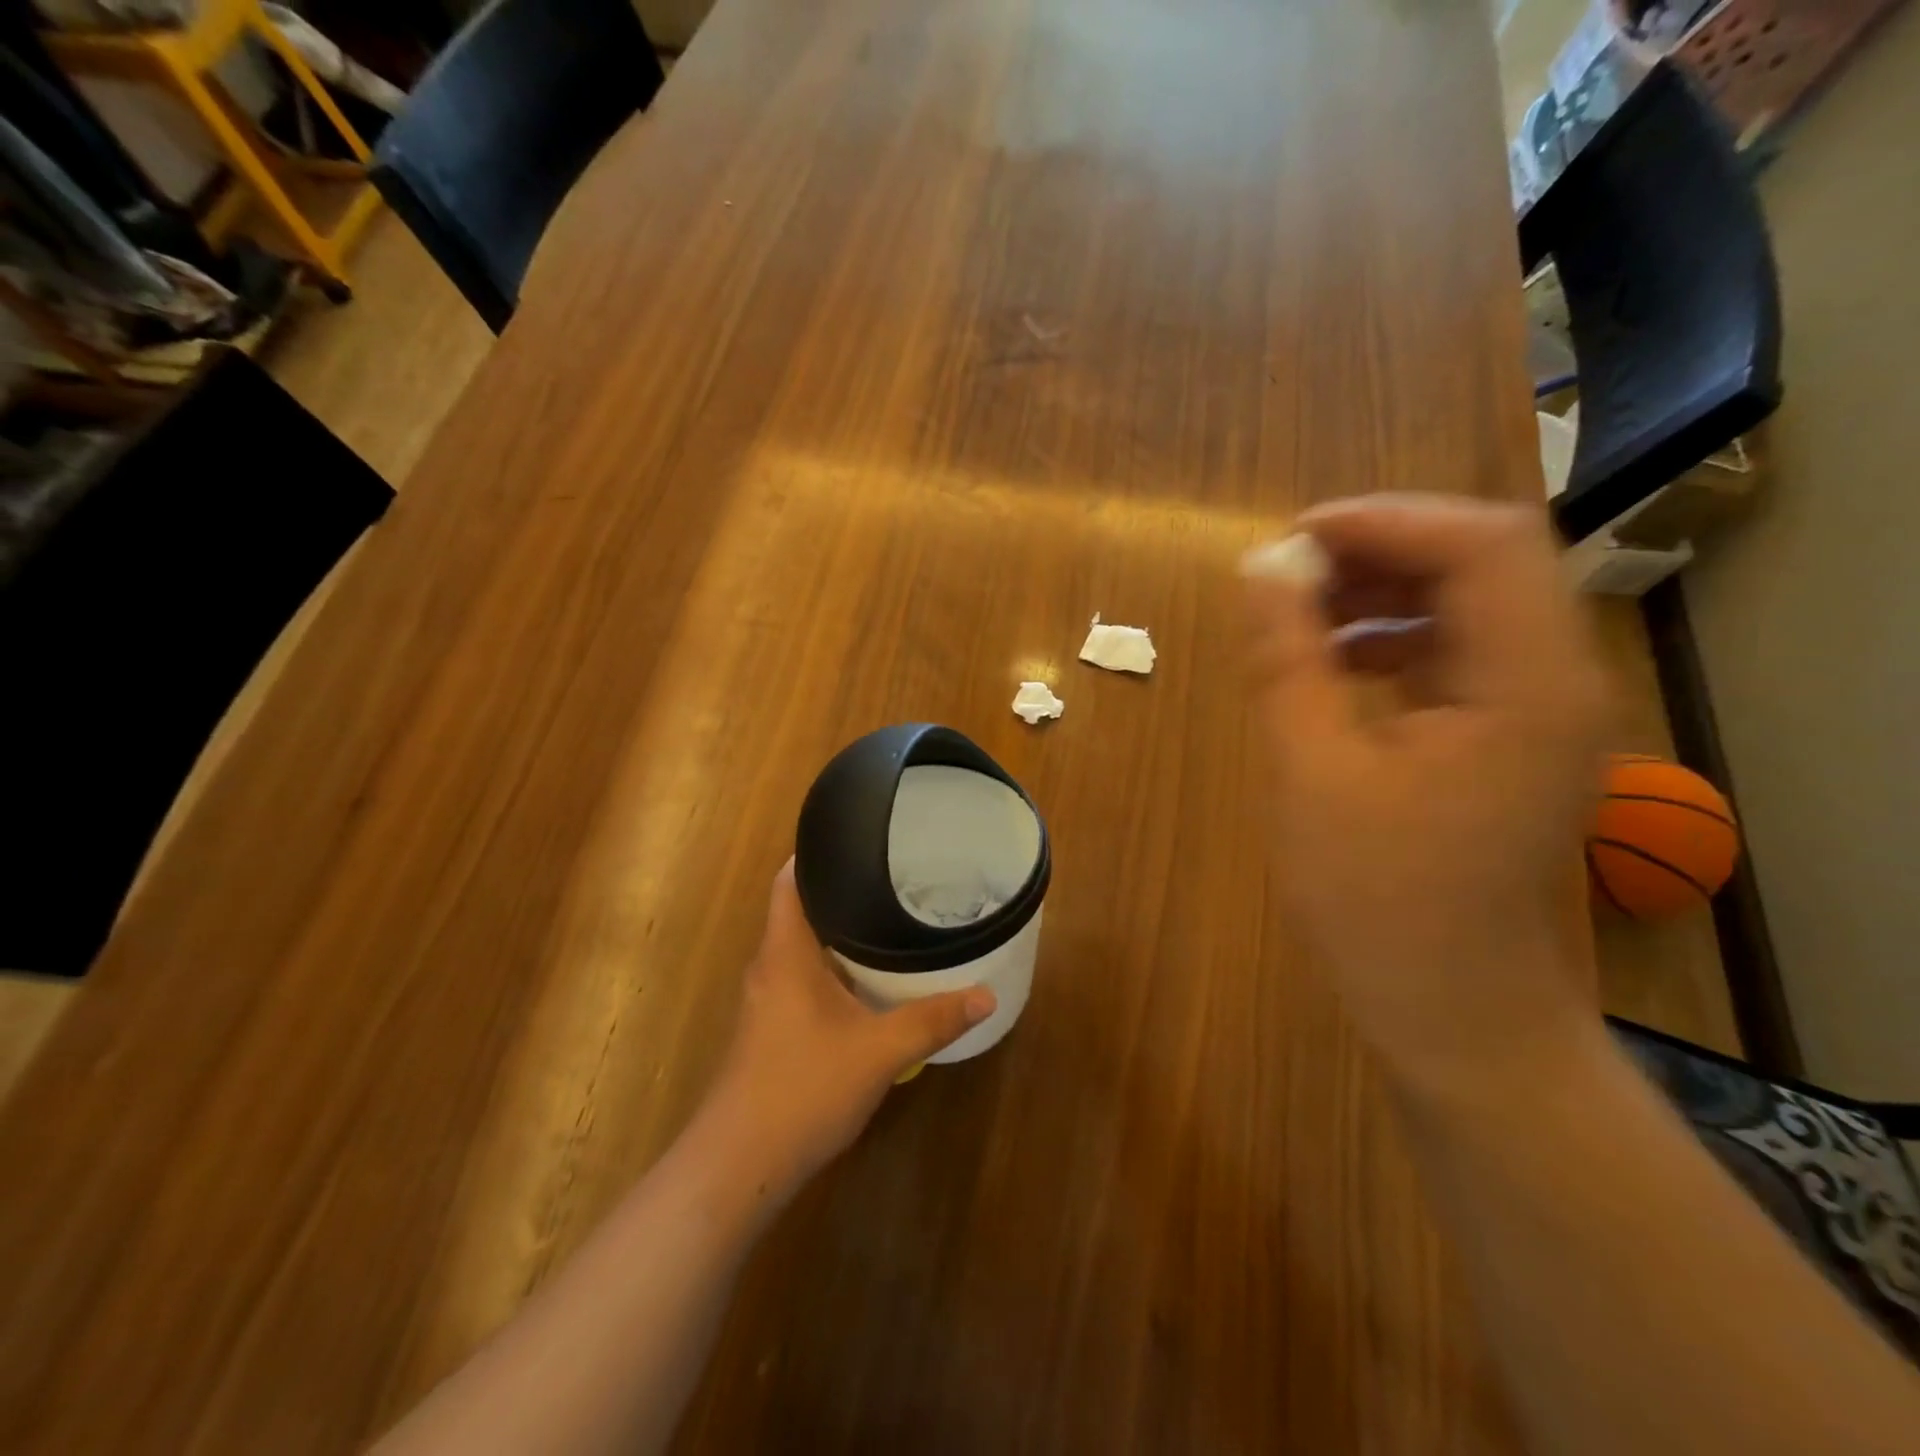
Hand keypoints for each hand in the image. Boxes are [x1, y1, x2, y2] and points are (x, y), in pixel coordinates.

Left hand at [697, 861, 995, 1198]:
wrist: (738, 1166)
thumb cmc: (802, 1089)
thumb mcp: (879, 1052)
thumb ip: (932, 1020)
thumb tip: (986, 994)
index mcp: (785, 952)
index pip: (791, 880)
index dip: (818, 853)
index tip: (860, 839)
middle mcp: (770, 966)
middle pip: (801, 910)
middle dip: (843, 891)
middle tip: (893, 878)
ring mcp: (766, 1000)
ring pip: (803, 948)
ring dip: (839, 933)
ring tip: (889, 920)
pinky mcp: (770, 1029)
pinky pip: (803, 978)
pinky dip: (834, 968)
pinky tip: (868, 981)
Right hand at [1243, 494, 1608, 1091]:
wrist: (1455, 1013)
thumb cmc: (1378, 902)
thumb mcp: (1311, 772)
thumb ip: (1286, 659)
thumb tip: (1260, 567)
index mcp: (1524, 684)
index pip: (1479, 544)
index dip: (1381, 521)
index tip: (1289, 540)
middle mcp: (1553, 680)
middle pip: (1480, 563)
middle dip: (1377, 551)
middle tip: (1286, 573)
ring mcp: (1536, 712)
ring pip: (1468, 605)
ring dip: (1383, 591)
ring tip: (1299, 613)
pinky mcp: (1508, 739)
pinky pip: (1456, 654)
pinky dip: (1393, 638)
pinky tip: (1334, 664)